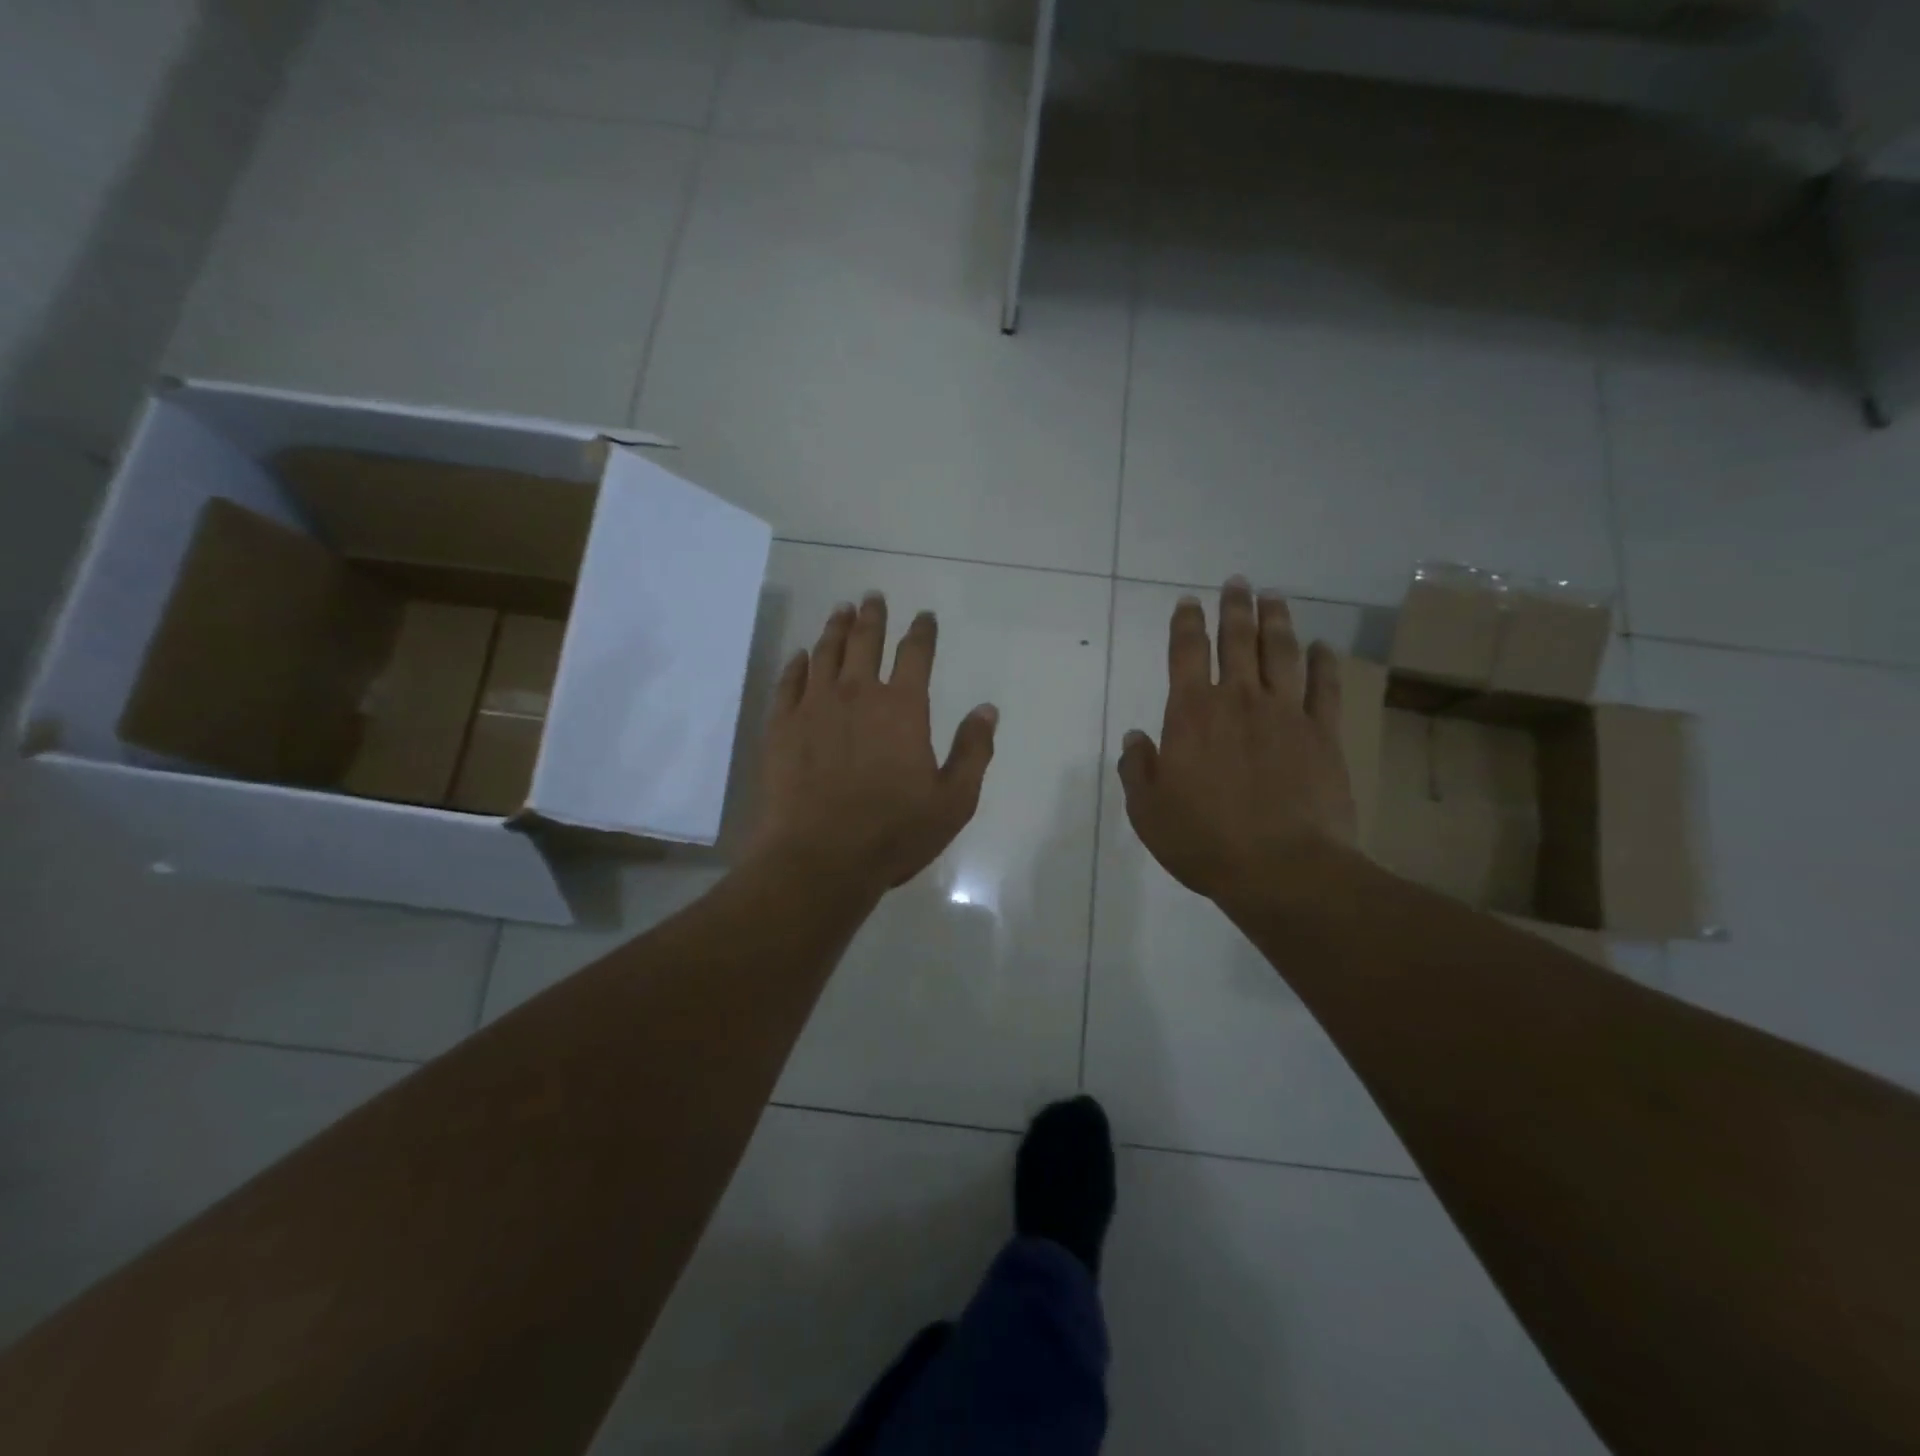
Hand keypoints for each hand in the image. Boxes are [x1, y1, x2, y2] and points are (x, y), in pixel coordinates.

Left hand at [748, 593, 997, 895]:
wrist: (819, 859)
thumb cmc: (893, 833)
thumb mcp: (953, 801)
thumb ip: (973, 751)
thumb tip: (987, 710)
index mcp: (902, 708)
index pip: (915, 654)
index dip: (922, 631)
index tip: (924, 616)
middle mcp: (857, 694)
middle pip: (864, 641)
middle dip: (872, 616)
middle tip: (873, 597)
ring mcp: (814, 707)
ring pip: (825, 653)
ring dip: (835, 628)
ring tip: (841, 610)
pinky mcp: (781, 726)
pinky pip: (789, 682)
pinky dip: (797, 664)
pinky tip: (801, 656)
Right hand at [1117, 578, 1355, 905]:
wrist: (1282, 869)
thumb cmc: (1204, 841)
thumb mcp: (1148, 811)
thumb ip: (1138, 768)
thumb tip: (1137, 737)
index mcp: (1191, 714)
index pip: (1186, 653)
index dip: (1186, 624)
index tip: (1188, 602)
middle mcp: (1238, 700)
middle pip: (1237, 640)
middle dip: (1234, 608)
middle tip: (1237, 584)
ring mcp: (1285, 714)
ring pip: (1282, 653)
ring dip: (1277, 621)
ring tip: (1274, 598)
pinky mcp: (1323, 735)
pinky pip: (1324, 688)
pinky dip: (1324, 663)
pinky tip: (1323, 647)